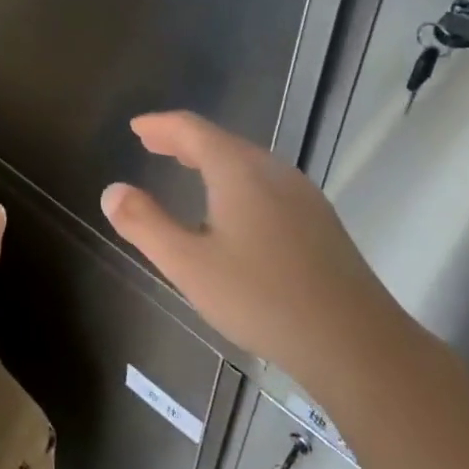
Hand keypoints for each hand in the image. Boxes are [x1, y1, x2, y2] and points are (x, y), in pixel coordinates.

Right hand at [100, 111, 413, 397]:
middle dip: (182, 140)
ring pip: (246, 161)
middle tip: (152, 144)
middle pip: (221, 141)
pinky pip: (265, 182)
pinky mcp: (319, 221)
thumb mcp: (189, 265)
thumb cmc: (262, 298)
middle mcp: (272, 171)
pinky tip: (233, 208)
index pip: (192, 129)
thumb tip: (112, 191)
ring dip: (210, 158)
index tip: (136, 127)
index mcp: (239, 170)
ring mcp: (302, 194)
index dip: (160, 125)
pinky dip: (235, 178)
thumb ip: (145, 224)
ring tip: (186, 168)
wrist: (356, 343)